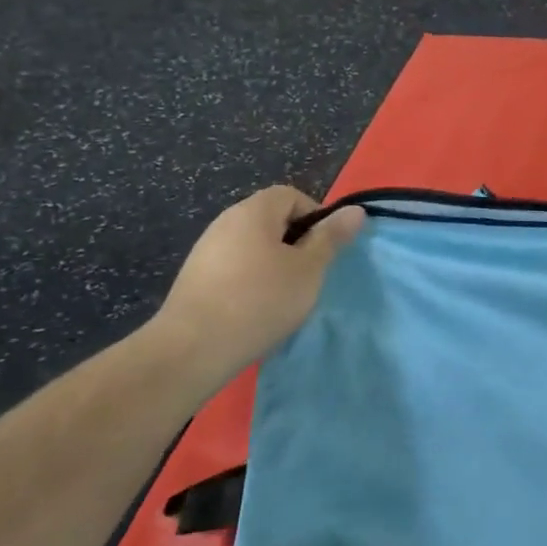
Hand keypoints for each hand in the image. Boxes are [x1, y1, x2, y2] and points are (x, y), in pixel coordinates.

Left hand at [151, 186, 365, 389]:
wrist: (191, 350)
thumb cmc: (261, 300)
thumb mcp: (309, 269)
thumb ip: (331, 237)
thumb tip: (355, 210)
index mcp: (253, 212)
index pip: (291, 195)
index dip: (314, 216)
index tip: (323, 250)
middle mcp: (225, 222)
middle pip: (271, 219)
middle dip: (295, 242)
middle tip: (308, 274)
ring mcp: (205, 251)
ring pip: (253, 246)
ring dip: (274, 264)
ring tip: (283, 296)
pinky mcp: (194, 279)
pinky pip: (234, 267)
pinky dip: (250, 281)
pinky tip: (255, 309)